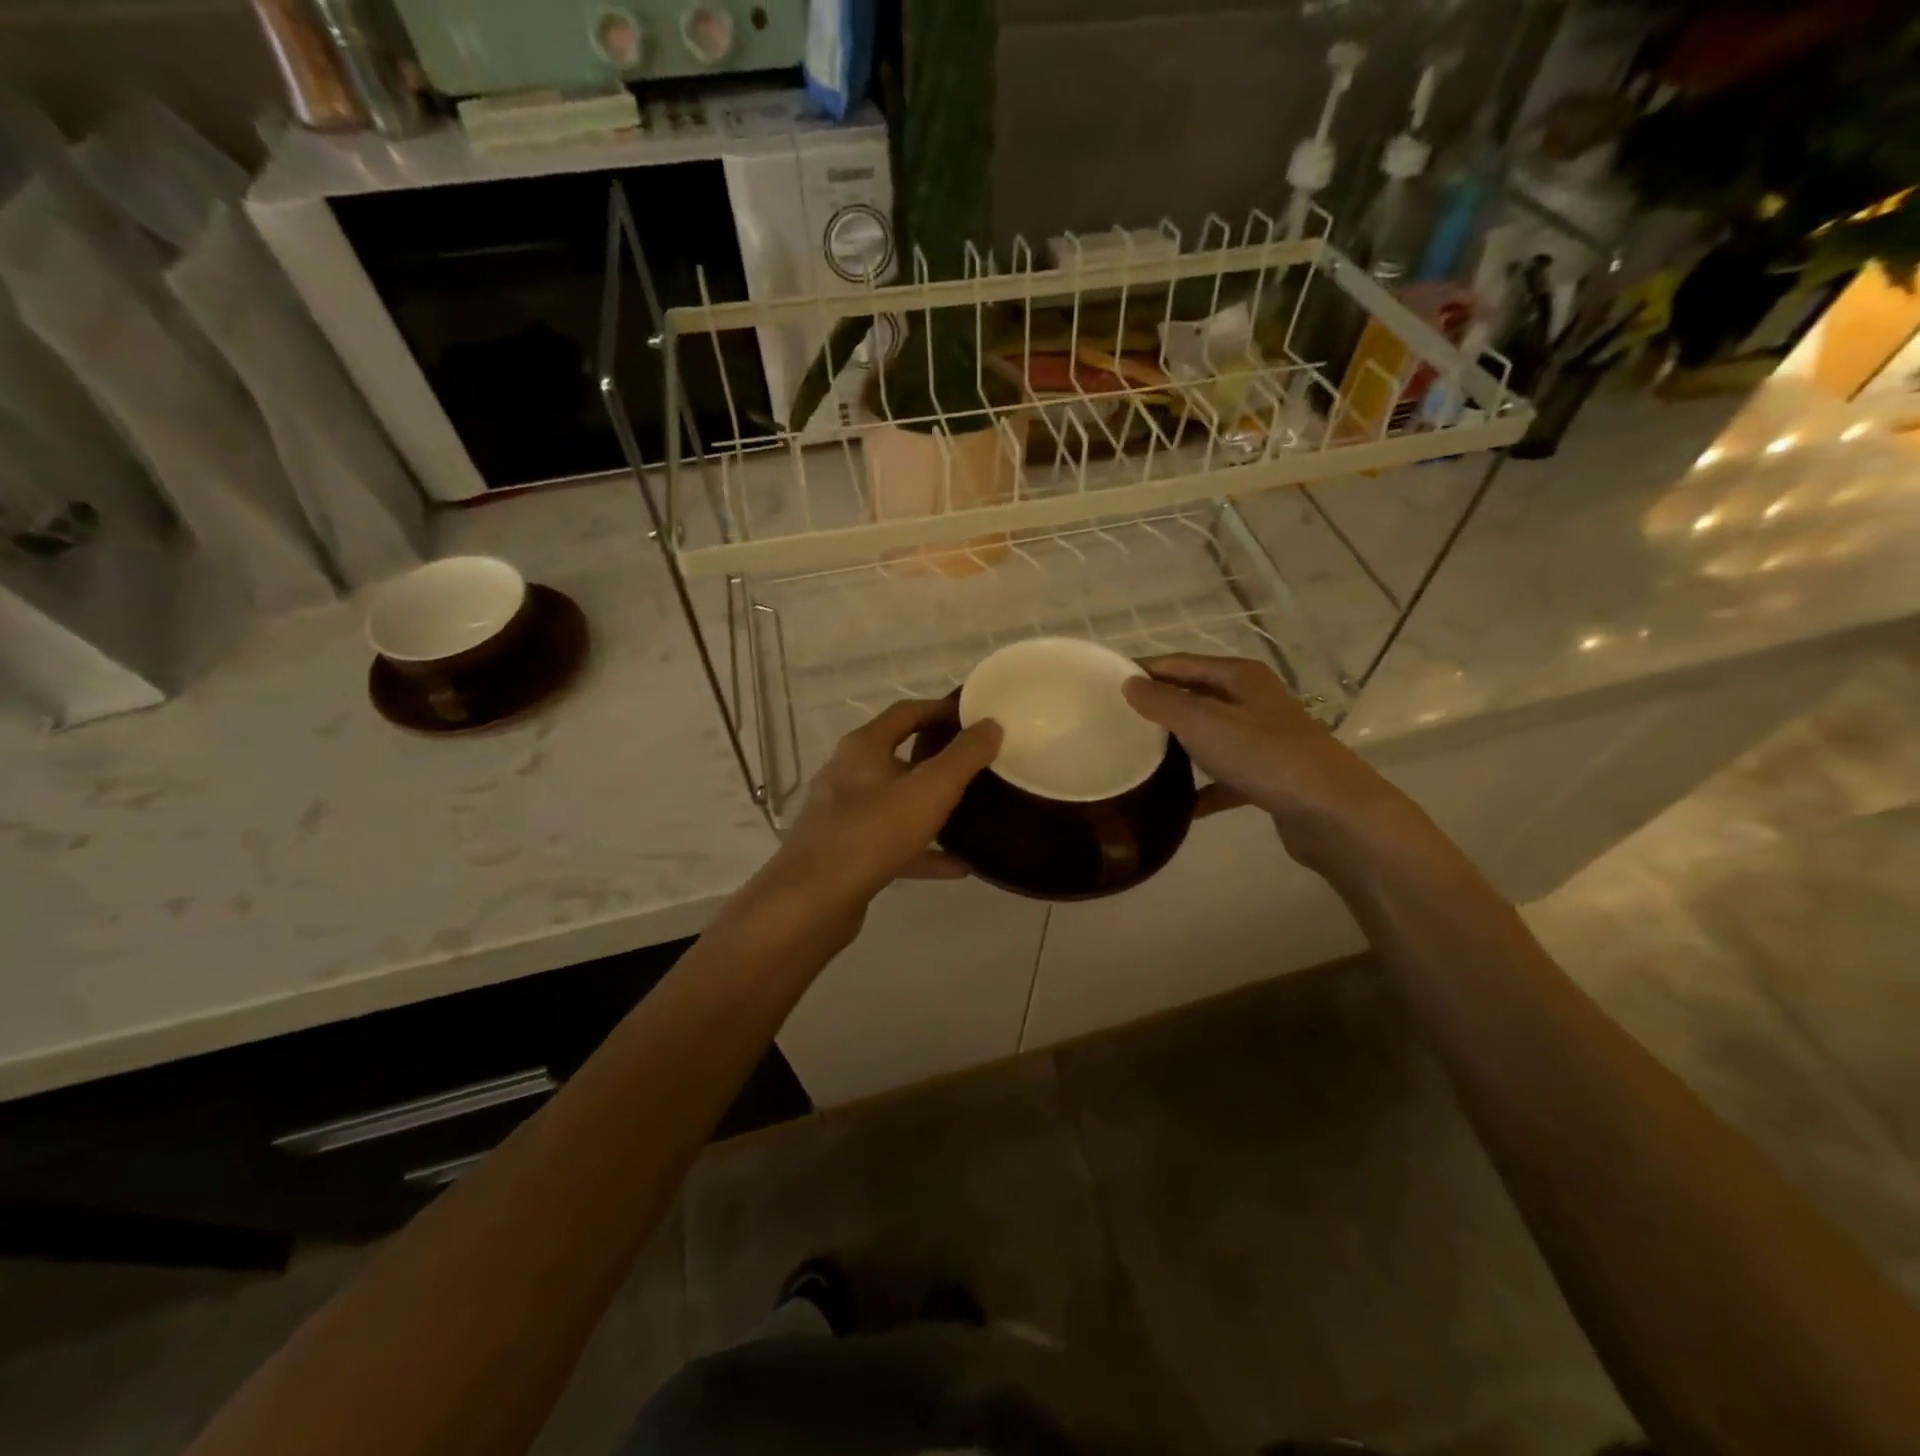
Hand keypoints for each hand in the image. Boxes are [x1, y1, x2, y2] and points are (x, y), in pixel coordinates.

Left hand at [755, 699, 1001, 923]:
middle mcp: (848, 774)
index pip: (906, 713)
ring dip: (932, 808)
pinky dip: (924, 850)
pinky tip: (959, 866)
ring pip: (897, 803)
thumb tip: (991, 724)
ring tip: (973, 814)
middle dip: (939, 760)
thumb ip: (964, 756)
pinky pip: (893, 843)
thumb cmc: (873, 832)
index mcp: (863, 747)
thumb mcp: (930, 789)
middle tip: (978, 765)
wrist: (812, 902)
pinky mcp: (846, 853)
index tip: (975, 718)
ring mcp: (844, 815)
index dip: (941, 710)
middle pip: (900, 756)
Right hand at [1122, 654, 1413, 868]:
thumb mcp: (1203, 723)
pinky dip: (1203, 789)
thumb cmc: (1264, 756)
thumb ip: (1163, 702)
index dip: (1146, 669)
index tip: (1108, 683)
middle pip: (1196, 698)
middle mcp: (1253, 701)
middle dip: (1160, 708)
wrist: (1333, 811)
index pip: (1181, 663)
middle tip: (1118, 723)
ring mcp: (1263, 740)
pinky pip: (1225, 778)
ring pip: (1210, 737)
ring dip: (1179, 748)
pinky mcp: (1269, 777)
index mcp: (1240, 677)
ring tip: (1140, 760)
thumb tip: (1129, 683)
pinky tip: (1178, 806)